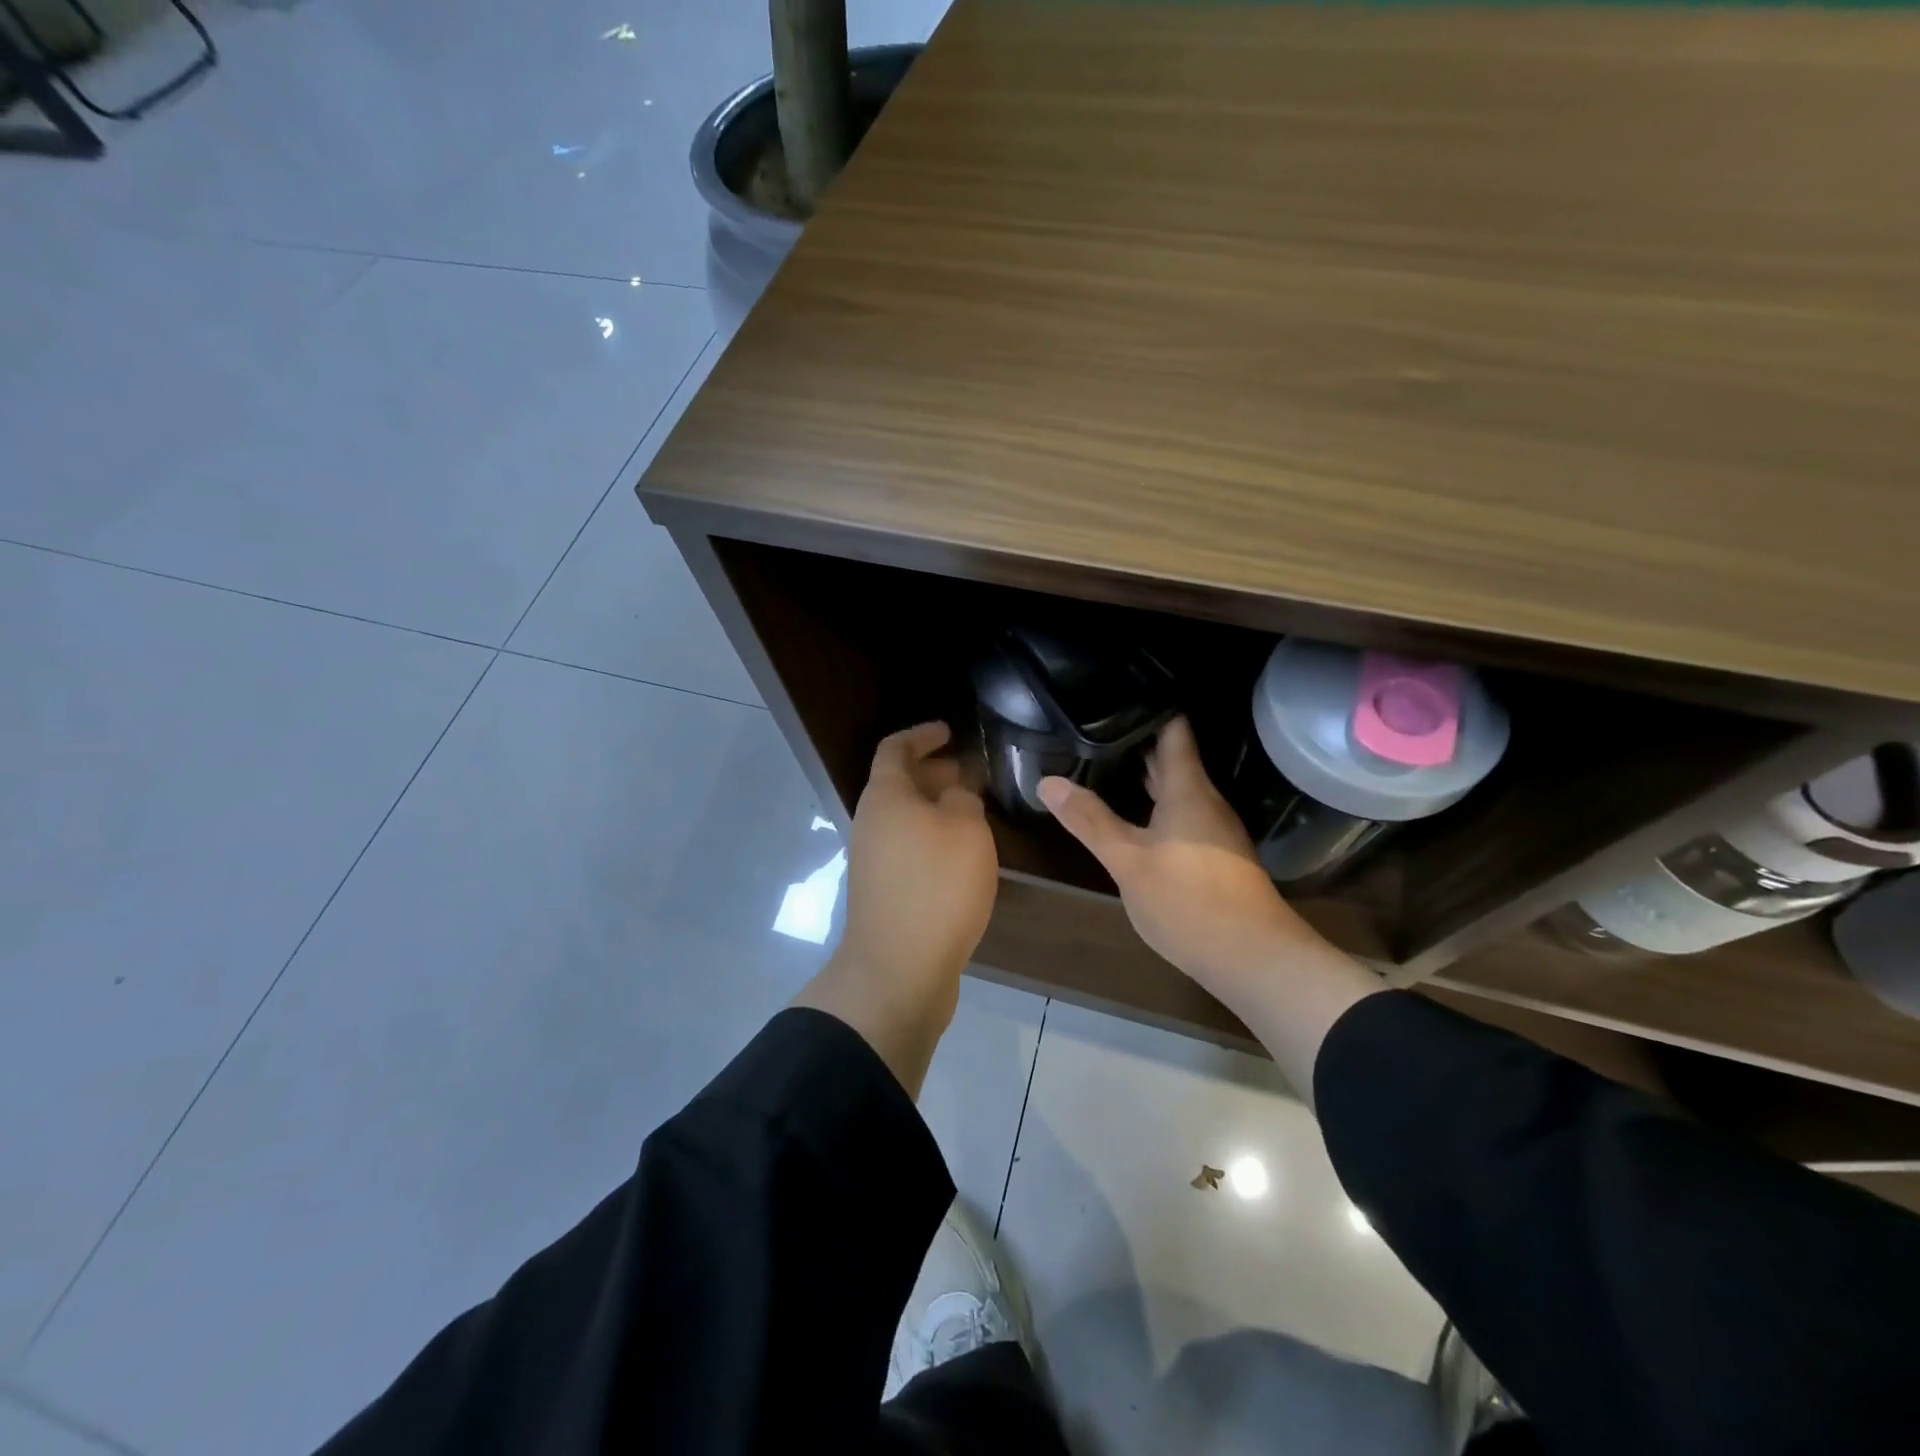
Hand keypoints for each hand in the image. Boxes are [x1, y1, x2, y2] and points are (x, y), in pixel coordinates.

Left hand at [838, 721, 999, 995]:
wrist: (899, 969)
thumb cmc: (935, 886)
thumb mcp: (965, 829)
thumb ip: (963, 799)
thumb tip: (955, 796)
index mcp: (884, 797)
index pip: (895, 748)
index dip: (922, 735)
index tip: (949, 731)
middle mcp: (870, 823)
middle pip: (898, 784)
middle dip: (934, 773)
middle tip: (970, 773)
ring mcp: (872, 860)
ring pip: (905, 819)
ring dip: (935, 808)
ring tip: (973, 812)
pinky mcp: (883, 892)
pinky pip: (908, 848)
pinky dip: (932, 839)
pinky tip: (961, 855)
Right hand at [1038, 717, 1322, 992]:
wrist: (1252, 958)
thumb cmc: (1188, 900)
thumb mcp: (1127, 860)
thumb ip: (1089, 819)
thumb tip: (1048, 781)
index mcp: (1187, 789)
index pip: (1173, 730)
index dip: (1150, 706)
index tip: (1117, 691)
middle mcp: (1205, 801)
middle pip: (1172, 758)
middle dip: (1137, 740)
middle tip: (1096, 725)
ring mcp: (1213, 830)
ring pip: (1175, 788)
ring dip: (1144, 775)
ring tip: (1104, 761)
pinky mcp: (1214, 855)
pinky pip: (1180, 814)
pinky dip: (1153, 804)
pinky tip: (1131, 814)